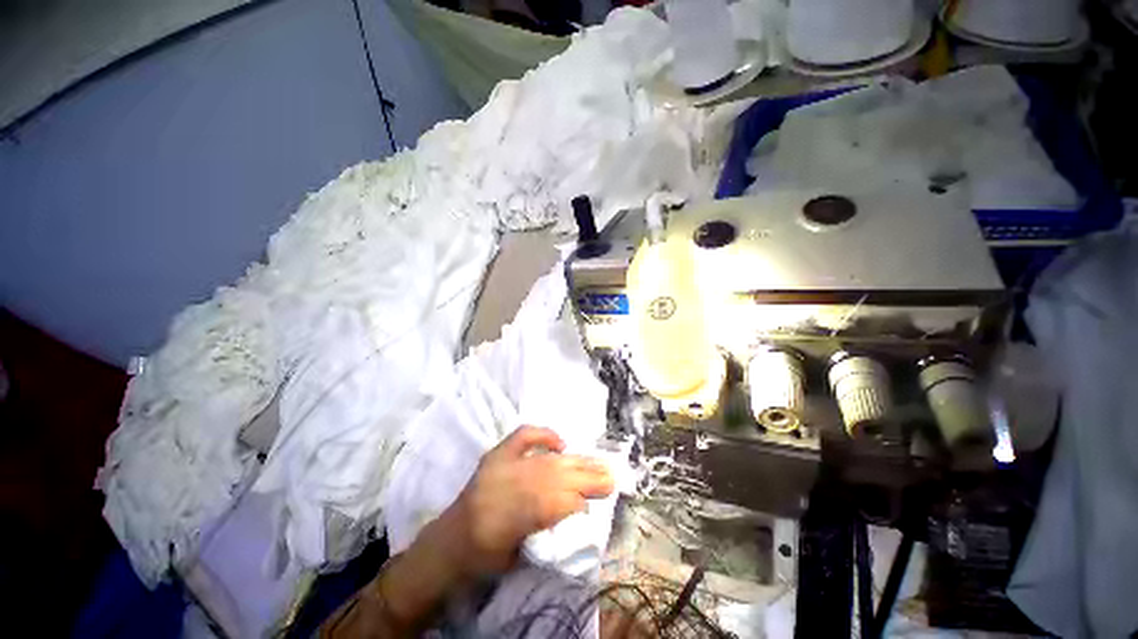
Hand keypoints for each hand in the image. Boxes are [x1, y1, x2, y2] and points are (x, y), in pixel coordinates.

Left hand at [437, 426, 614, 576]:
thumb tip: (577, 508)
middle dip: (584, 476)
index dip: (577, 501)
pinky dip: (543, 435)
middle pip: (552, 477)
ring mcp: (500, 465)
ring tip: (597, 461)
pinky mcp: (496, 454)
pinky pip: (523, 437)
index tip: (598, 500)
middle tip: (610, 476)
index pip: (552, 503)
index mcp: (506, 521)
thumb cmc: (485, 556)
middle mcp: (503, 487)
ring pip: (546, 460)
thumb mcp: (517, 557)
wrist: (449, 541)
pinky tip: (561, 443)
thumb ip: (546, 531)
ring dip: (574, 461)